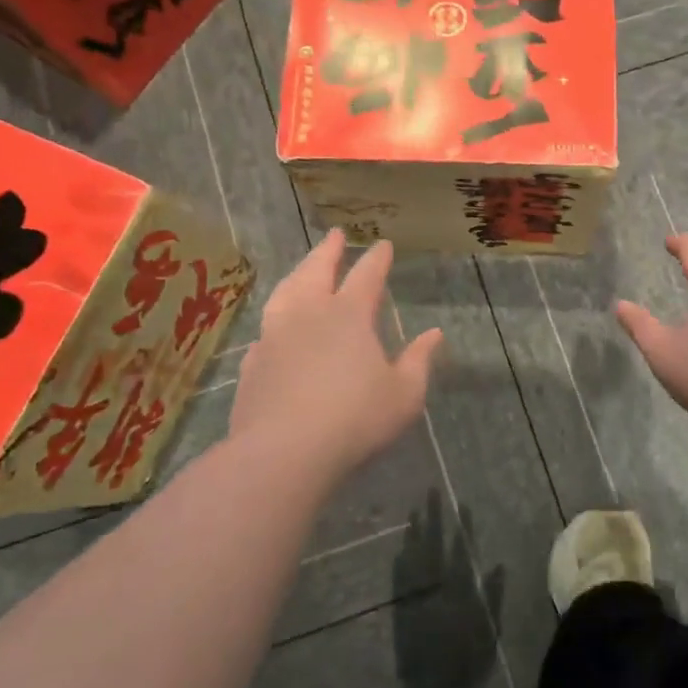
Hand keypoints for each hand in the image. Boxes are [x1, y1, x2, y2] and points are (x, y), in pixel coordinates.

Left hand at [231, 230, 443, 477]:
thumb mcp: (404, 394)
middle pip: (316, 271)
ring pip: (284, 293)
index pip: (367, 276)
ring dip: (296, 275)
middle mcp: (308, 315)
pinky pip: (265, 331)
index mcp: (349, 316)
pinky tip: (274, 328)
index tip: (383, 244)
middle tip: (334, 234)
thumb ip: (419, 361)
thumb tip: (435, 334)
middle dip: (328, 251)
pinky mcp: (253, 363)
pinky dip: (274, 320)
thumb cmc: (355, 419)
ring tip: (302, 269)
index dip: (377, 258)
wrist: (283, 452)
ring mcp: (274, 337)